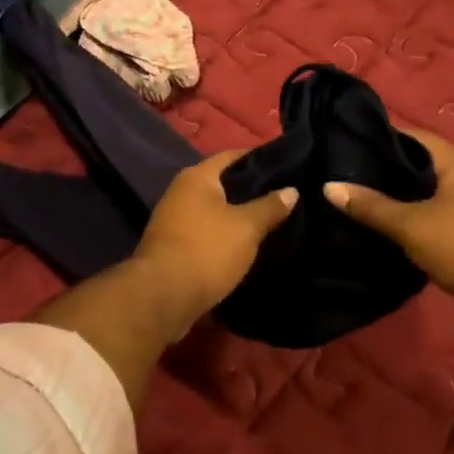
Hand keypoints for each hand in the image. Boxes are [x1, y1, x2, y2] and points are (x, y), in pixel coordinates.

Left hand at [132, 152, 296, 332]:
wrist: (162, 297)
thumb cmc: (207, 250)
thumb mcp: (247, 227)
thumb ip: (270, 206)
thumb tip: (291, 190)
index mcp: (197, 177)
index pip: (234, 156)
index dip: (262, 160)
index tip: (289, 169)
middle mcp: (181, 191)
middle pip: (224, 184)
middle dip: (253, 191)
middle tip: (286, 198)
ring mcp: (174, 220)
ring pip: (216, 211)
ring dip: (240, 217)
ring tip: (273, 223)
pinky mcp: (174, 246)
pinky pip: (208, 232)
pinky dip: (227, 236)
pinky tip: (249, 246)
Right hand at [325, 129, 453, 297]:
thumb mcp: (410, 225)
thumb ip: (370, 206)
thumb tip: (329, 186)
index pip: (411, 135)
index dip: (380, 138)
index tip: (348, 145)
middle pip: (418, 161)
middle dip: (386, 167)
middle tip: (349, 172)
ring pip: (427, 186)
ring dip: (400, 191)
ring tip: (363, 196)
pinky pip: (436, 205)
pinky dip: (414, 209)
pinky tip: (390, 220)